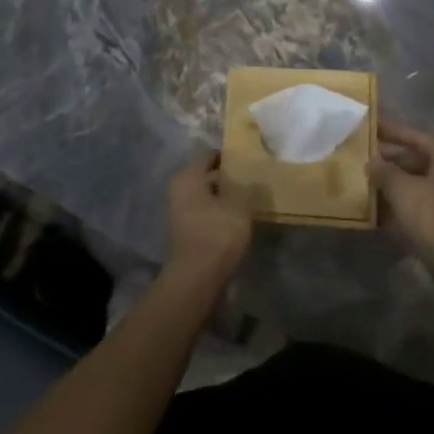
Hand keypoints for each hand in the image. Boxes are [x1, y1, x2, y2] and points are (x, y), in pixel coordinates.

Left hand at [164, 153, 254, 283]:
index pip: (210, 156)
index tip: (248, 160)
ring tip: (249, 200)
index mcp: (187, 176)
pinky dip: (219, 215)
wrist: (197, 277)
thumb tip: (254, 181)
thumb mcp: (241, 205)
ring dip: (224, 199)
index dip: (229, 157)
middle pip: (206, 177)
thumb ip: (248, 188)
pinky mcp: (185, 233)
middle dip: (227, 178)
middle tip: (252, 179)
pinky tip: (237, 220)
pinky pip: (205, 215)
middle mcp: (179, 190)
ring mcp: (179, 213)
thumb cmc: (218, 232)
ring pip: (206, 197)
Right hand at [368, 121, 433, 274]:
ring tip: (370, 184)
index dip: (394, 132)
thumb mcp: (401, 189)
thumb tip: (372, 161)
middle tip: (367, 159)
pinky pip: (423, 205)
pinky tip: (382, 212)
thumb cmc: (430, 216)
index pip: (418, 138)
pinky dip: (404, 205)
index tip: (373, 128)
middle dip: (392, 161)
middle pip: (420, 161)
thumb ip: (384, 170)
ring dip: (396, 184)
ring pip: (420, 185)